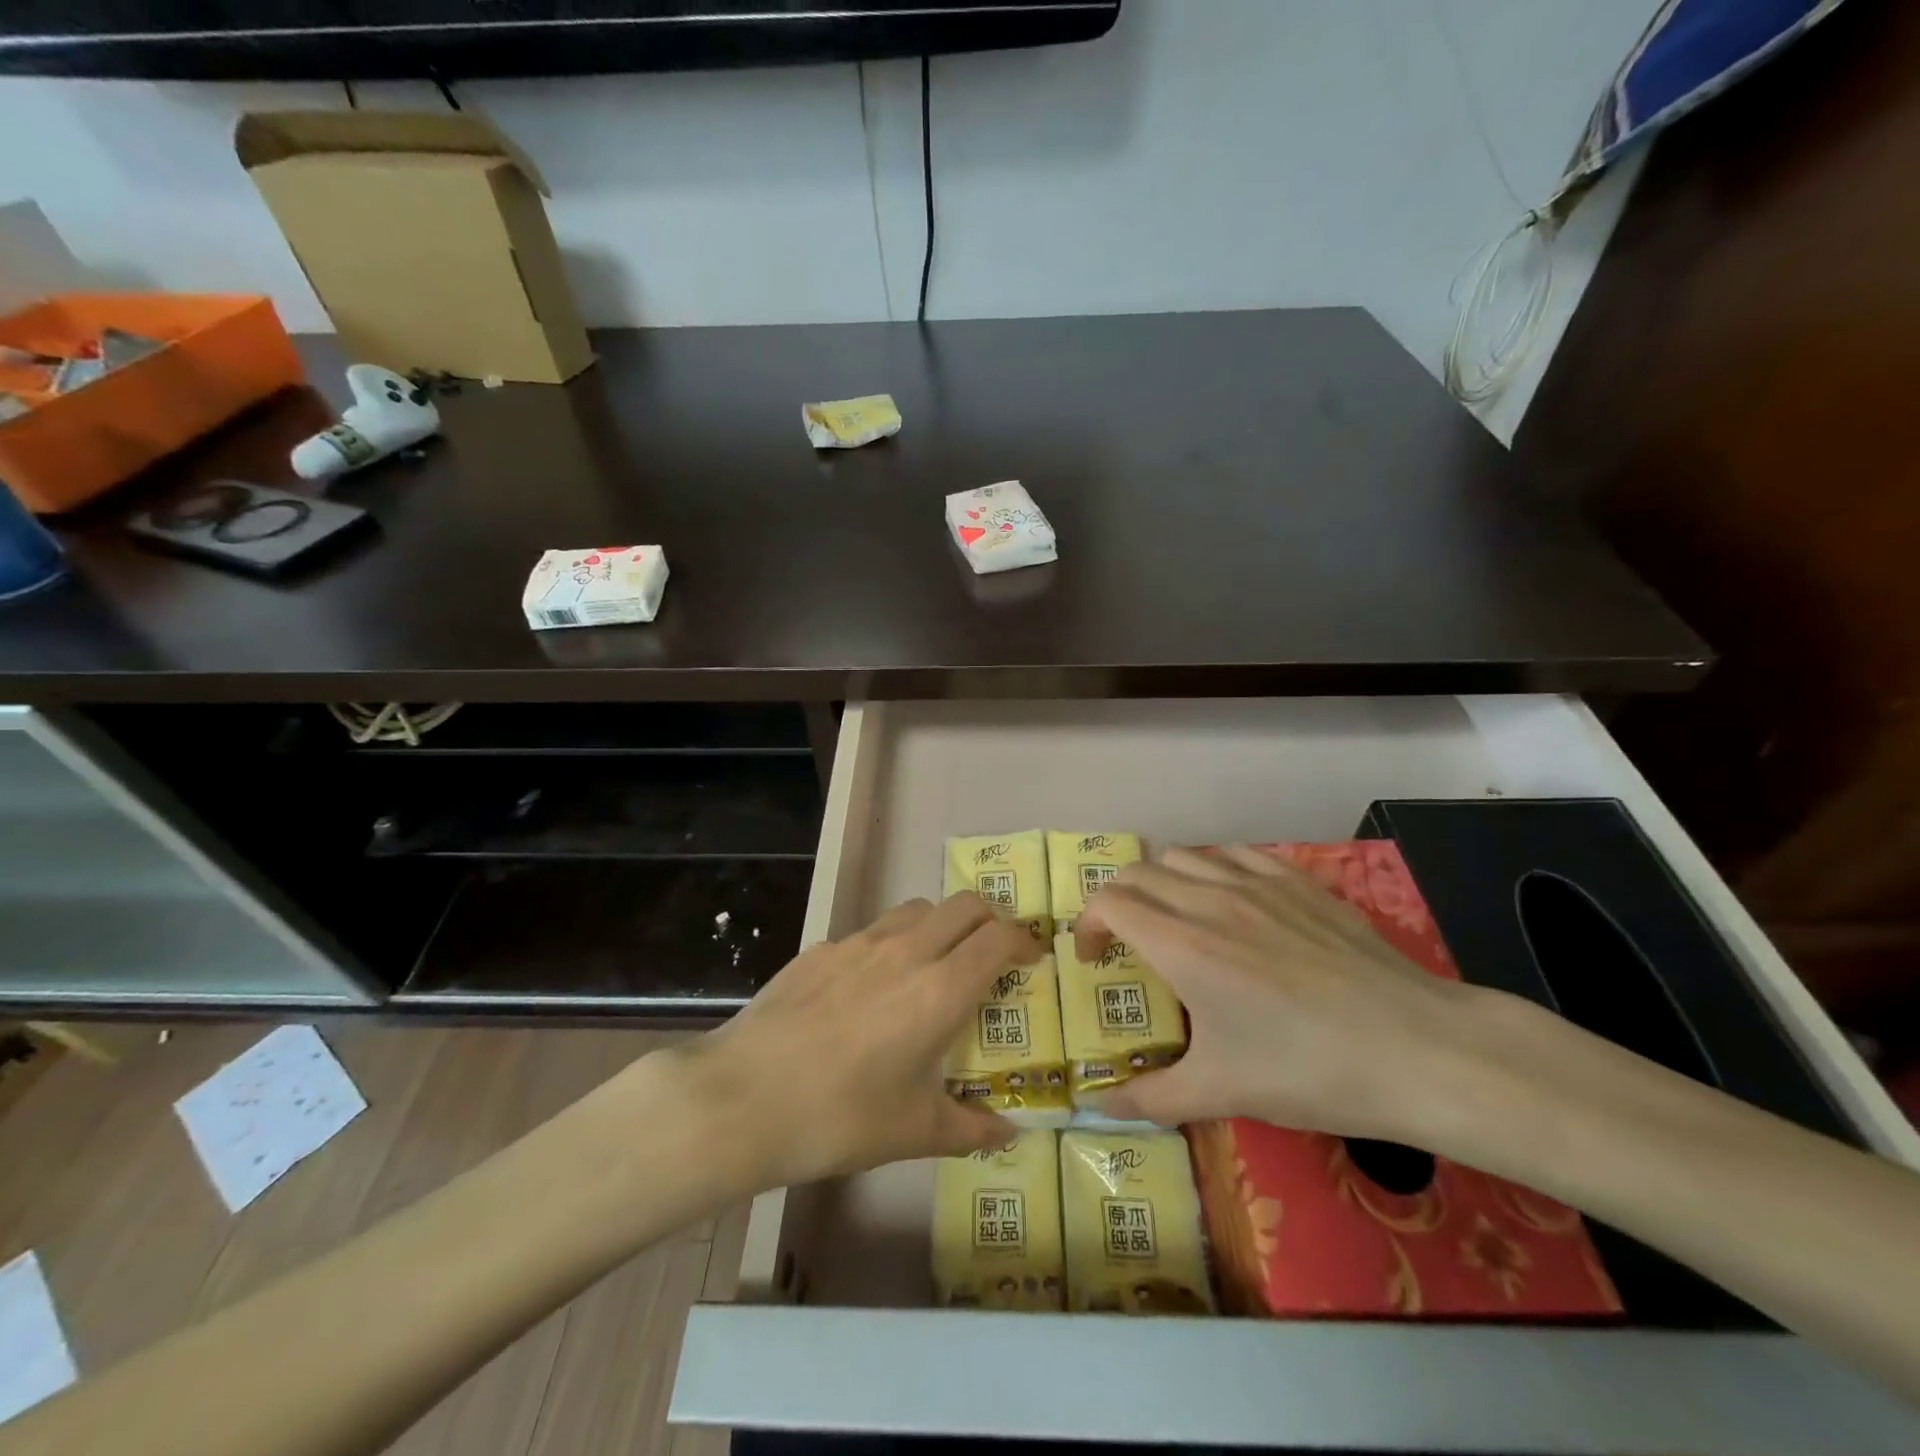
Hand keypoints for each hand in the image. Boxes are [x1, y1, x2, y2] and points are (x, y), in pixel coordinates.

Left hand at [685, 893, 1039, 1187]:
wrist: (743, 1097)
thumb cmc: (840, 1117)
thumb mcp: (913, 1131)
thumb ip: (969, 1127)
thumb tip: (1007, 1133)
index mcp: (940, 989)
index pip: (999, 937)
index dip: (1024, 942)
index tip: (1030, 961)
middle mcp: (906, 951)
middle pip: (965, 904)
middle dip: (990, 921)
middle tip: (991, 956)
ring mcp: (859, 943)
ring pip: (918, 908)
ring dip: (941, 925)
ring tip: (935, 965)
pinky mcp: (822, 948)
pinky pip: (872, 931)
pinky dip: (892, 945)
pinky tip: (871, 989)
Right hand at [1073, 846, 1487, 1141]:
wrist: (1417, 1049)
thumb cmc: (1309, 1070)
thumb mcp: (1222, 1091)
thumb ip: (1151, 1096)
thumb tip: (1098, 1108)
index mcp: (1182, 943)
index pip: (1110, 903)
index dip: (1088, 925)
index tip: (1093, 959)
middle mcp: (1210, 899)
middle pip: (1139, 873)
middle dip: (1117, 901)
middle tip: (1124, 941)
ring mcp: (1257, 883)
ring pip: (1184, 856)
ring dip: (1161, 881)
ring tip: (1173, 918)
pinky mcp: (1298, 881)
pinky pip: (1236, 853)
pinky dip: (1213, 868)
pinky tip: (1230, 901)